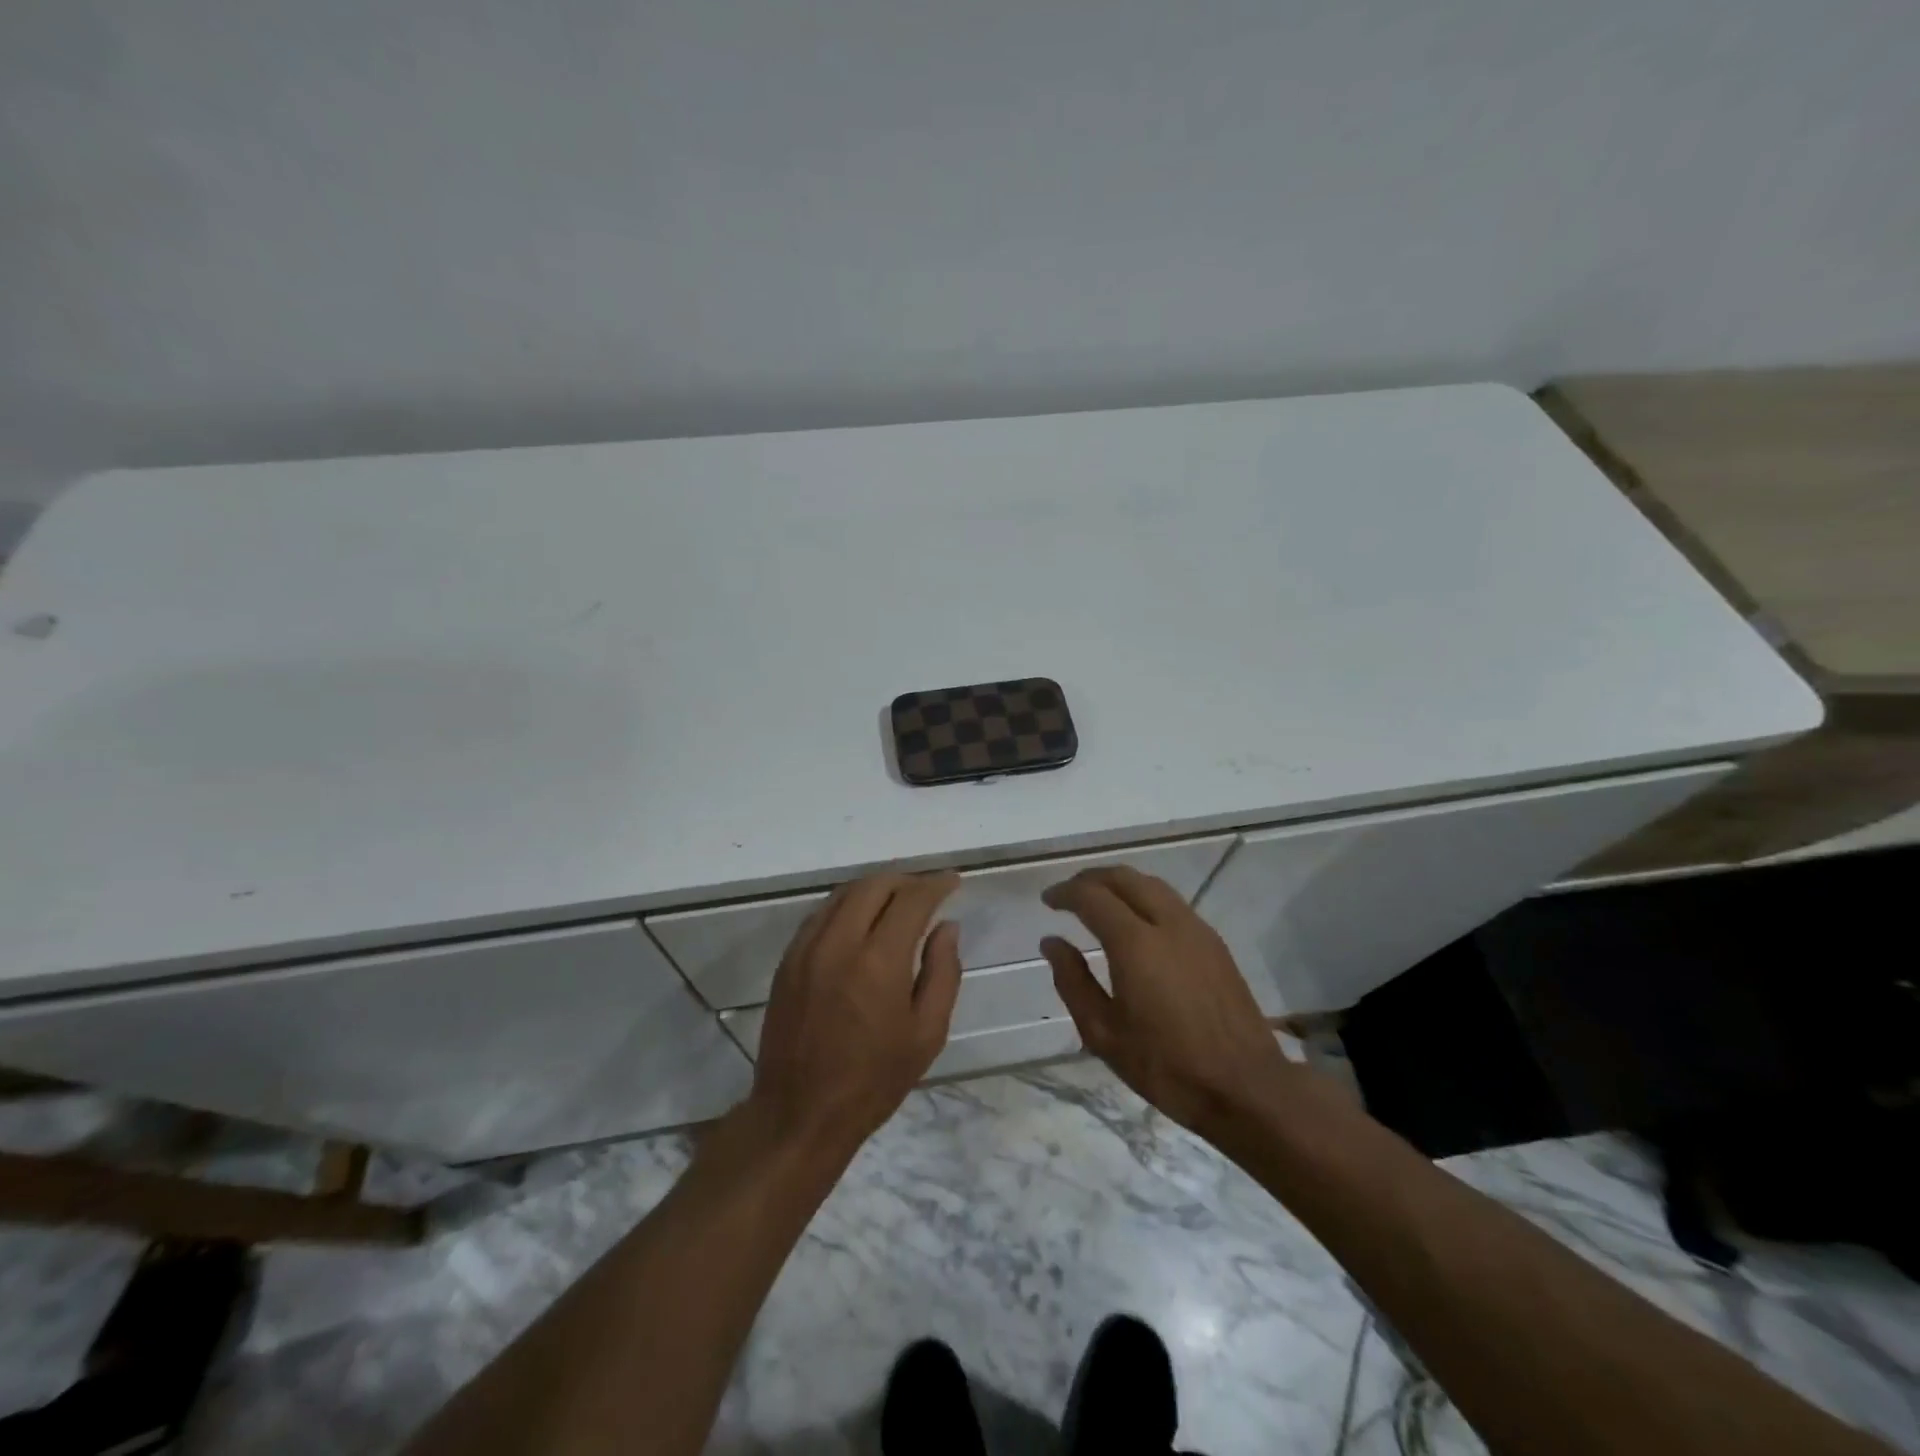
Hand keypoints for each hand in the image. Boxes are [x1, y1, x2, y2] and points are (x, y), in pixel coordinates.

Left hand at [747, 872, 962, 1155]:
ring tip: (897, 901)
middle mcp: (839, 943)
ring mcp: (807, 948)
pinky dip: (847, 905)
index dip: (935, 884)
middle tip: (927, 891)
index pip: (911, 900)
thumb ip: (943, 972)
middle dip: (906, 880)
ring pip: (844, 894)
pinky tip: (861, 921)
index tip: (952, 881)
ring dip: (875, 888)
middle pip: (874, 885)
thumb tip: (947, 926)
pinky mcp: (788, 960)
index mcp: (878, 962)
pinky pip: (821, 914)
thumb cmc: (874, 1080)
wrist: (800, 1113)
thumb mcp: (927, 1033)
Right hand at [1041, 867, 1298, 1138]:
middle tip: (1069, 894)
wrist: (1246, 1087)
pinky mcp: (1215, 944)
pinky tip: (1137, 923)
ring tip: (1100, 902)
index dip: (1065, 893)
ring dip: (1120, 885)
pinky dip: (1145, 898)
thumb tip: (1052, 942)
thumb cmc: (1166, 1066)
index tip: (1048, 900)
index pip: (1092, 897)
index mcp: (1136, 944)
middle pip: (1125, 878)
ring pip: (1152, 885)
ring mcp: (1197, 930)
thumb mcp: (1104, 1034)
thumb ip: (1073, 982)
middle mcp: (1168, 924)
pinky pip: (1172, 903)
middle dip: (1092, 879)